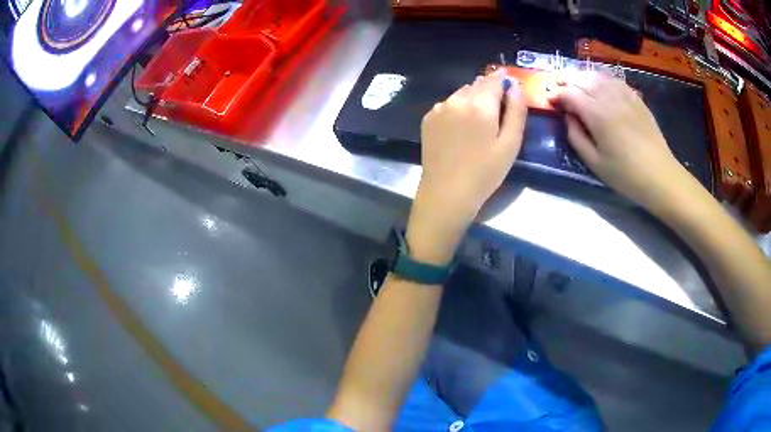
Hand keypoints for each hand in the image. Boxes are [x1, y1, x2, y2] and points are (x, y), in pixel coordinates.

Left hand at [407, 73, 527, 264]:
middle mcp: (457, 99)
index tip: (510, 90)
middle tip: (496, 113)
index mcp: (480, 104)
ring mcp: (439, 108)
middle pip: (477, 85)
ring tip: (478, 124)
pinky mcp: (428, 118)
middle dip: (489, 92)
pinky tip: (460, 130)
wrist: (446, 193)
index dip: (504, 82)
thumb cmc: (485, 173)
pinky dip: (457, 109)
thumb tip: (515, 86)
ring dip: (472, 100)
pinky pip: (448, 104)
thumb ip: (516, 111)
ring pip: (461, 93)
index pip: (494, 80)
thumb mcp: (510, 144)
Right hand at [551, 74, 690, 210]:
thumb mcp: (594, 163)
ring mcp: (624, 95)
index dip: (556, 94)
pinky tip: (600, 84)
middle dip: (566, 79)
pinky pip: (615, 80)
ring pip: (598, 75)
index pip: (569, 93)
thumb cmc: (625, 175)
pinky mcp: (636, 98)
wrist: (660, 176)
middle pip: (582, 78)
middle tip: (557, 84)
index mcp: (596, 114)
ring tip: (575, 81)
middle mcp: (609, 97)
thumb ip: (576, 136)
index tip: (549, 100)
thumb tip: (568, 117)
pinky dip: (602, 78)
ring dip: (583, 76)